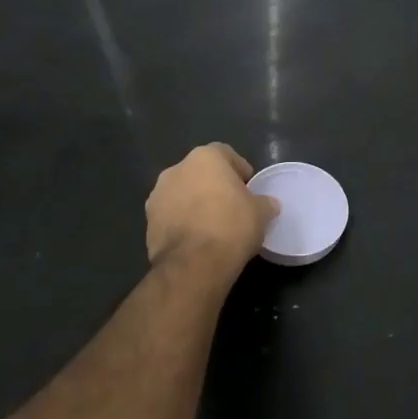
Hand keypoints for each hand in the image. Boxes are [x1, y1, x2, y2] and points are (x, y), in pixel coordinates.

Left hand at [145, 143, 278, 284]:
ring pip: (183, 194)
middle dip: (215, 186)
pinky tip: (197, 240)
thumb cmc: (231, 226)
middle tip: (232, 206)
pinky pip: (171, 216)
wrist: (193, 265)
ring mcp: (157, 197)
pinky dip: (183, 223)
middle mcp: (176, 170)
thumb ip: (265, 203)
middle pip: (201, 173)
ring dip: (196, 204)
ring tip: (213, 226)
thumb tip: (269, 204)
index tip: (249, 188)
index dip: (239, 170)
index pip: (225, 154)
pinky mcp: (148, 223)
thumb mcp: (261, 213)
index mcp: (205, 158)